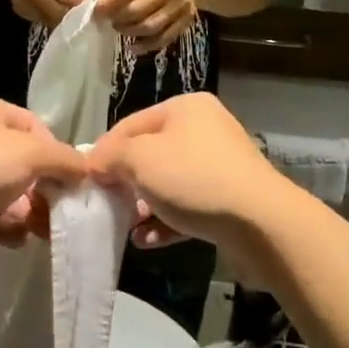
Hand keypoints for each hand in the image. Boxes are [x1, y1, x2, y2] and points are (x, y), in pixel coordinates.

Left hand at [0, 96, 87, 268]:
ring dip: (25, 212)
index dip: (57, 155)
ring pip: (4, 192)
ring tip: (41, 233)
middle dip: (43, 190)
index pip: (36, 128)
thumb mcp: (28, 155)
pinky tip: (16, 241)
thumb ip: (63, 160)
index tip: (73, 185)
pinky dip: (2, 227)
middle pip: (21, 163)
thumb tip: (86, 170)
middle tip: (61, 216)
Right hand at [4, 0, 99, 25]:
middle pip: (55, 9)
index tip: (95, 11)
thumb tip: (99, 0)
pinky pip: (40, 21)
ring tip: (76, 21)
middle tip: (88, 21)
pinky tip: (59, 17)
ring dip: (64, 22)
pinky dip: (52, 21)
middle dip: (74, 17)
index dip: (81, 4)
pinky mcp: (19, 10)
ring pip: (48, 19)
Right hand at [87, 93, 291, 285]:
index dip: (104, 151)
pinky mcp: (228, 199)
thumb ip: (110, 157)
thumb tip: (96, 164)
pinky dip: (165, 220)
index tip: (86, 180)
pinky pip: (186, 206)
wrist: (262, 224)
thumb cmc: (193, 179)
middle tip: (105, 204)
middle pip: (149, 153)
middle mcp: (204, 129)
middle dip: (125, 181)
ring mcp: (219, 165)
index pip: (129, 124)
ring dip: (143, 204)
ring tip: (125, 225)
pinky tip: (146, 240)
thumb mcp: (140, 159)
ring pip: (167, 183)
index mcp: (184, 108)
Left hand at [95, 0, 205, 50]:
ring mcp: (181, 6)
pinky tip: (133, 46)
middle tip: (109, 21)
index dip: (108, 5)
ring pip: (151, 26)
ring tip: (120, 28)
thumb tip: (102, 7)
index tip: (97, 13)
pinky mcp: (186, 21)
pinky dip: (146, 46)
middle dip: (118, 19)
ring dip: (130, 32)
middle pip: (138, 10)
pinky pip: (164, 38)